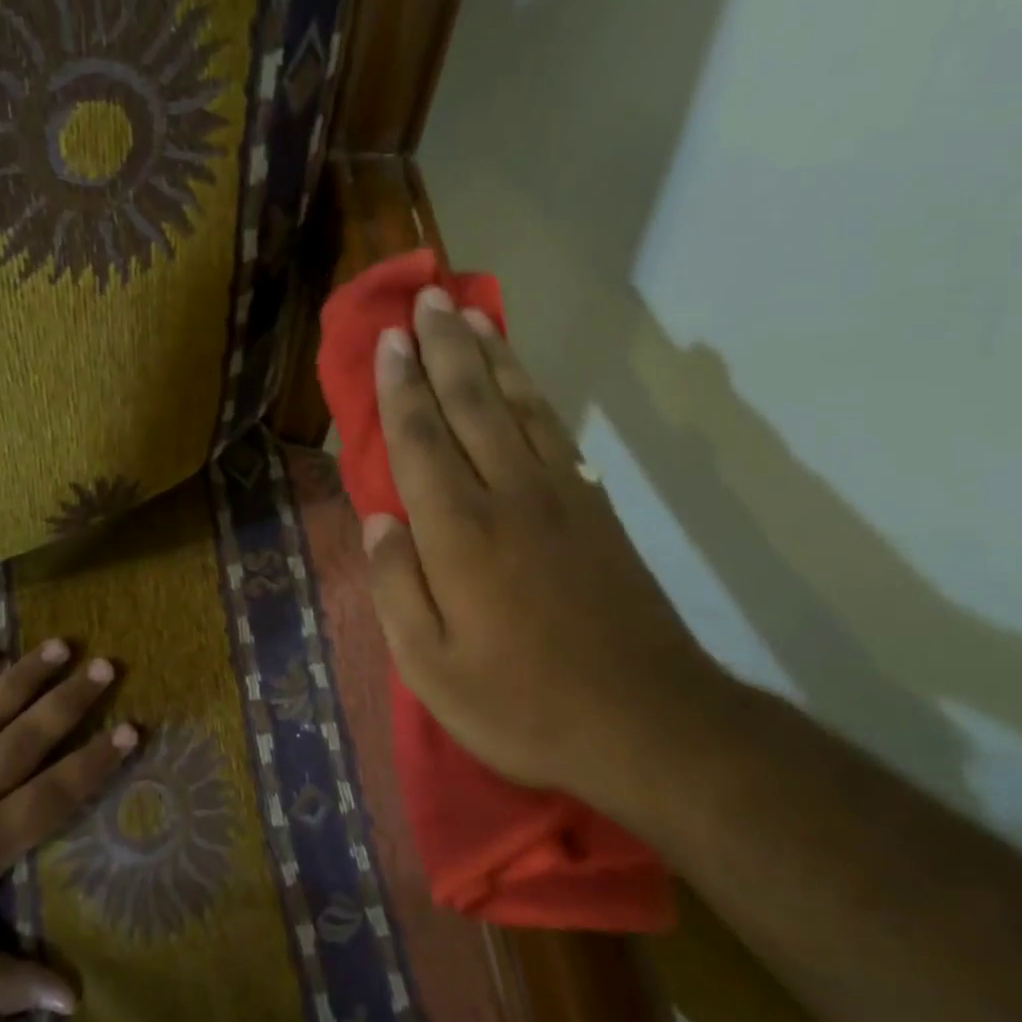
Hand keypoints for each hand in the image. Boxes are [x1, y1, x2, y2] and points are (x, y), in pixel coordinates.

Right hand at [361, 285, 725, 808]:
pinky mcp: (596, 509)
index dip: (400, 388)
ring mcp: (560, 497)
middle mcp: (508, 496)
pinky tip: (522, 380)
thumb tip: (376, 521)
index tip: (388, 341)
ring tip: (471, 316)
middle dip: (444, 348)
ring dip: (491, 356)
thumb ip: (395, 588)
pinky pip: (555, 432)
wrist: (645, 721)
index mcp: (459, 533)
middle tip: (427, 300)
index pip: (420, 441)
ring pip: (518, 406)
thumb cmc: (522, 703)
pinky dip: (534, 394)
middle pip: (471, 403)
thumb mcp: (430, 667)